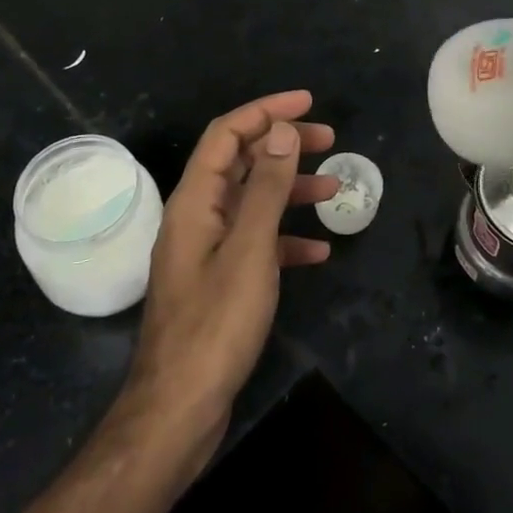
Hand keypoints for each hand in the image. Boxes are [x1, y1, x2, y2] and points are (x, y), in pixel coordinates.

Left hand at [120, 91, 338, 471]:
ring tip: (333, 191)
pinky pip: (255, 244)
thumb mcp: (249, 249)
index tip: (308, 102)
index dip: (266, 111)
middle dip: (283, 146)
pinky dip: (285, 238)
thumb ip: (265, 187)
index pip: (227, 134)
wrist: (180, 409)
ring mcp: (207, 251)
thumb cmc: (215, 323)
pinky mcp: (219, 282)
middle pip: (240, 163)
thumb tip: (280, 131)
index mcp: (194, 201)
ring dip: (290, 190)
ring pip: (251, 203)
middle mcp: (197, 217)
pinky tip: (317, 251)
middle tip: (329, 140)